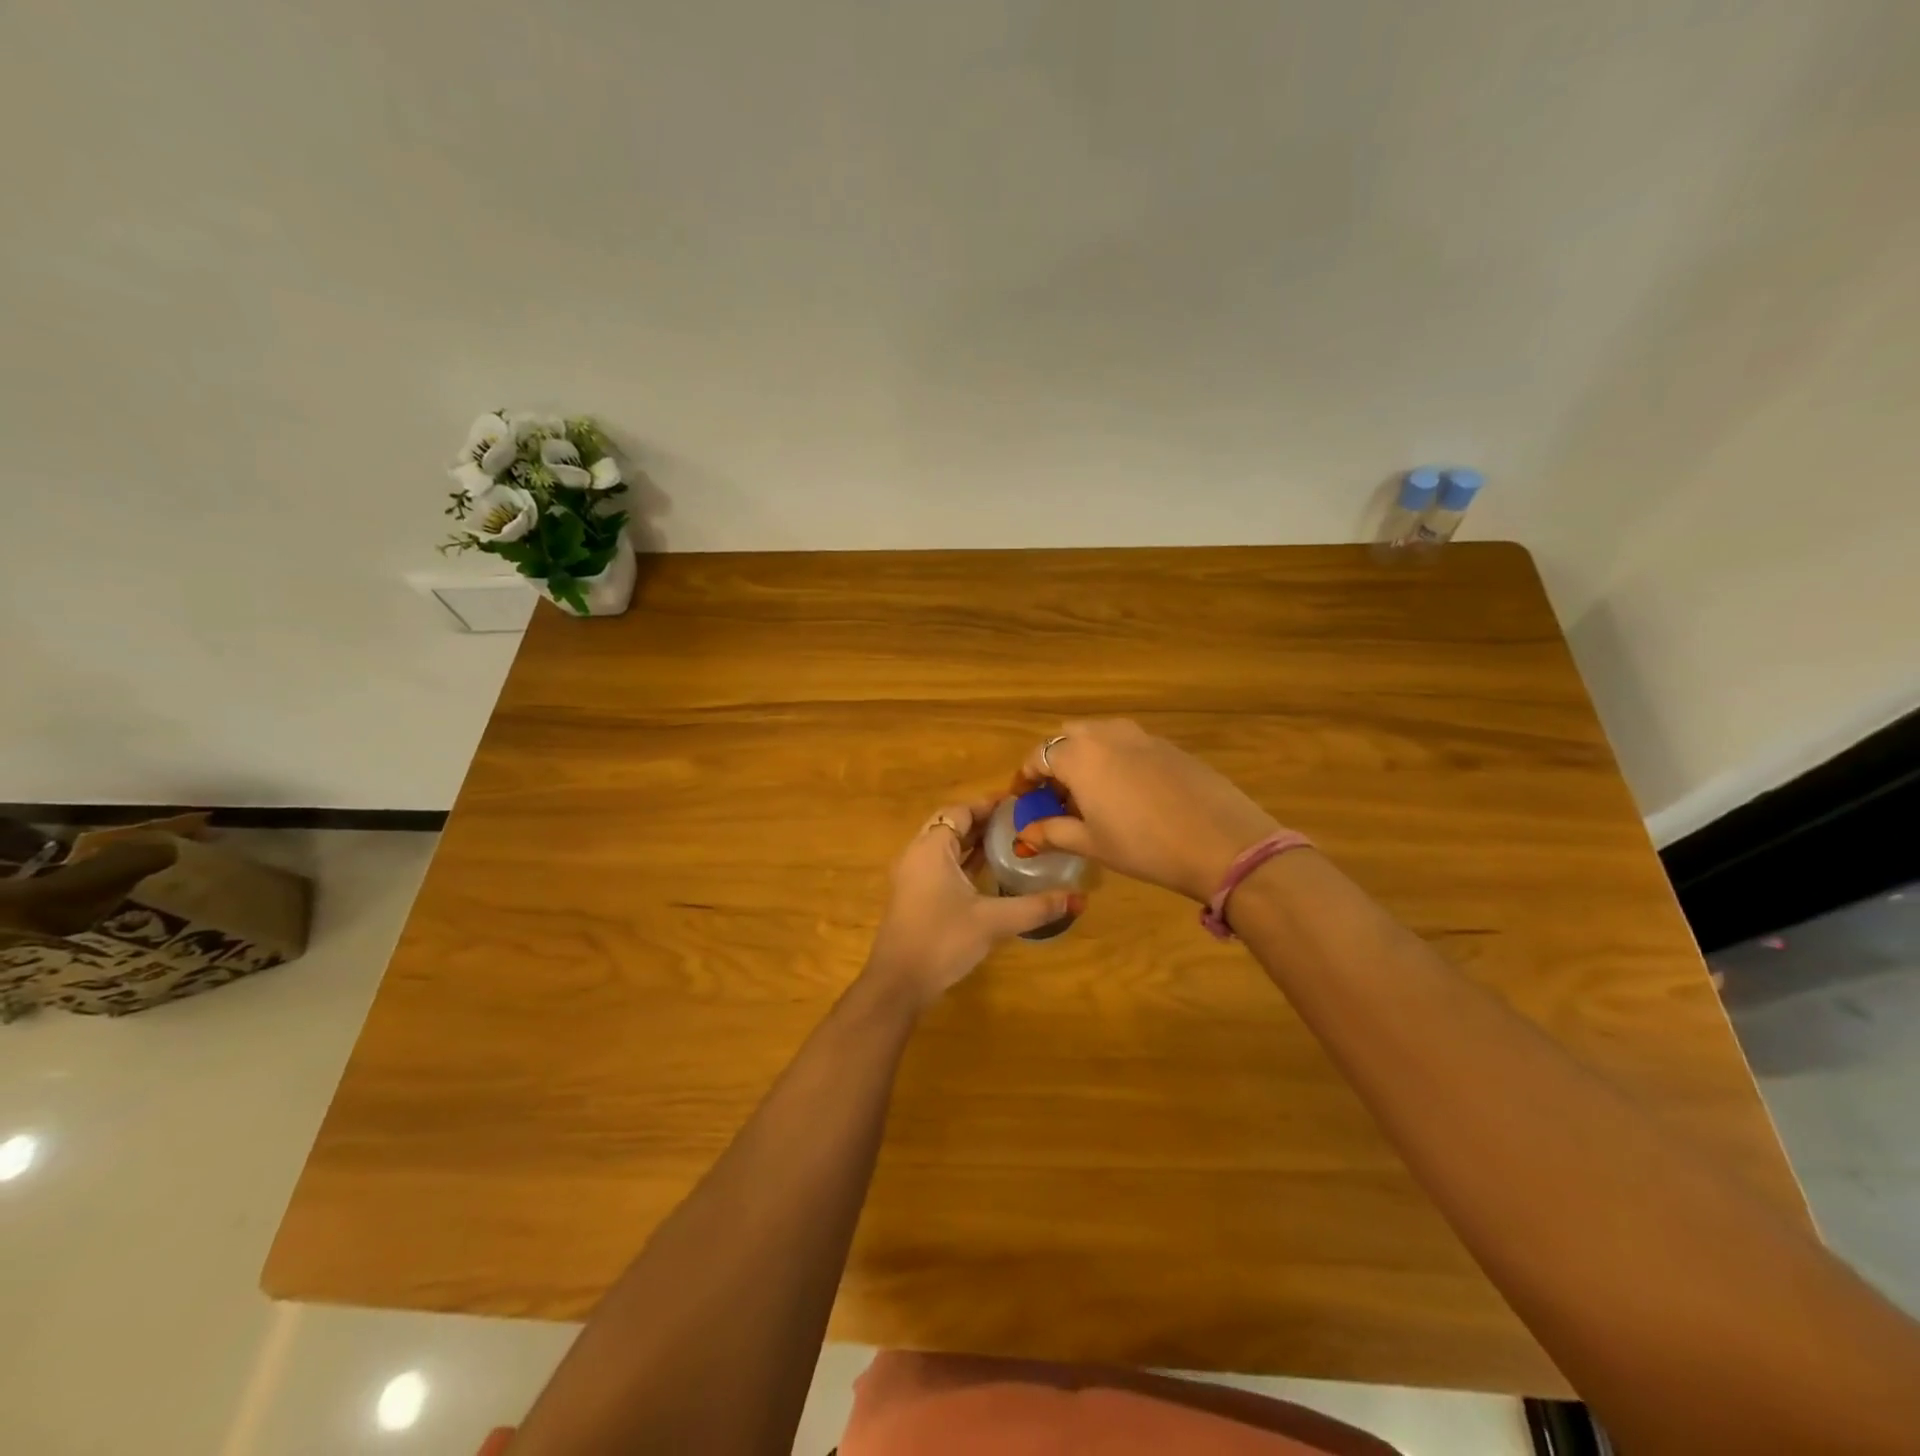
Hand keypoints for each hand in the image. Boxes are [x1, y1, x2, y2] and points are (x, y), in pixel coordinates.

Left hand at [864, 798, 1083, 1009]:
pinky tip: (987, 872)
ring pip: (944, 846)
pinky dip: (962, 861)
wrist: (898, 983)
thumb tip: (1078, 899)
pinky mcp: (913, 896)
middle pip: (950, 824)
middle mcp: (918, 854)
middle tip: (1017, 822)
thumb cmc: (942, 940)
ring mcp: (912, 876)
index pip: (960, 811)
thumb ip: (1035, 907)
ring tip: (1009, 841)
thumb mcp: (993, 922)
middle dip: (982, 821)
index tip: (1019, 804)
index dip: (988, 805)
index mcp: (932, 848)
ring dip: (971, 841)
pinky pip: (940, 865)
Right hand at [1012, 720, 1280, 902]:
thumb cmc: (1143, 846)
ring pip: (1100, 735)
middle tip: (1059, 796)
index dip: (1026, 777)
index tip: (1025, 799)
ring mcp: (1142, 736)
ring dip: (1087, 756)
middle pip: (1068, 737)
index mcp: (1079, 756)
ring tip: (1094, 794)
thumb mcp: (1092, 843)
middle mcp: (1106, 735)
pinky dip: (1117, 760)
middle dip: (1057, 761)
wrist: (1221, 842)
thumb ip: (1053, 833)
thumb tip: (1025, 835)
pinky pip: (1130, 744)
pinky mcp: (1170, 746)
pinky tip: (1131, 794)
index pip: (1038, 755)